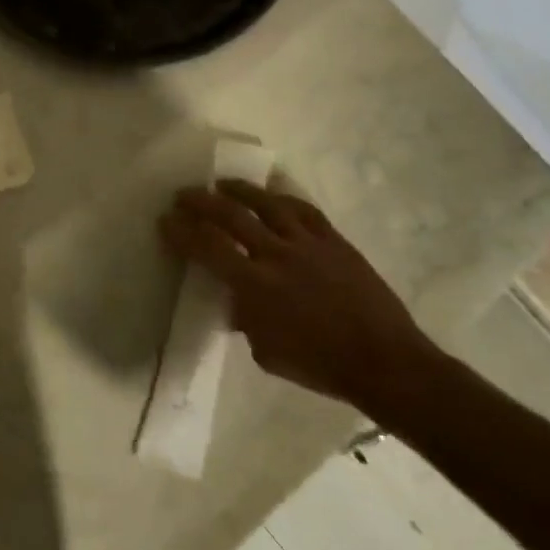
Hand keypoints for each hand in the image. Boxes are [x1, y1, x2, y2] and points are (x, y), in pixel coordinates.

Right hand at [160, 180, 437, 403]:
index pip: (208, 248)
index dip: (182, 232)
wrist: (383, 360)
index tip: (166, 220)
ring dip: (240, 190)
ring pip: (268, 204)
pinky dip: (284, 199)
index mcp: (255, 285)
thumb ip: (246, 318)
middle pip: (232, 216)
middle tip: (184, 194)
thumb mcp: (265, 351)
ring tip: (223, 184)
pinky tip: (273, 195)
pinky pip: (305, 211)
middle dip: (202, 202)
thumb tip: (237, 302)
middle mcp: (277, 255)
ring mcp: (309, 244)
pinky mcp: (335, 242)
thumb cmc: (318, 364)